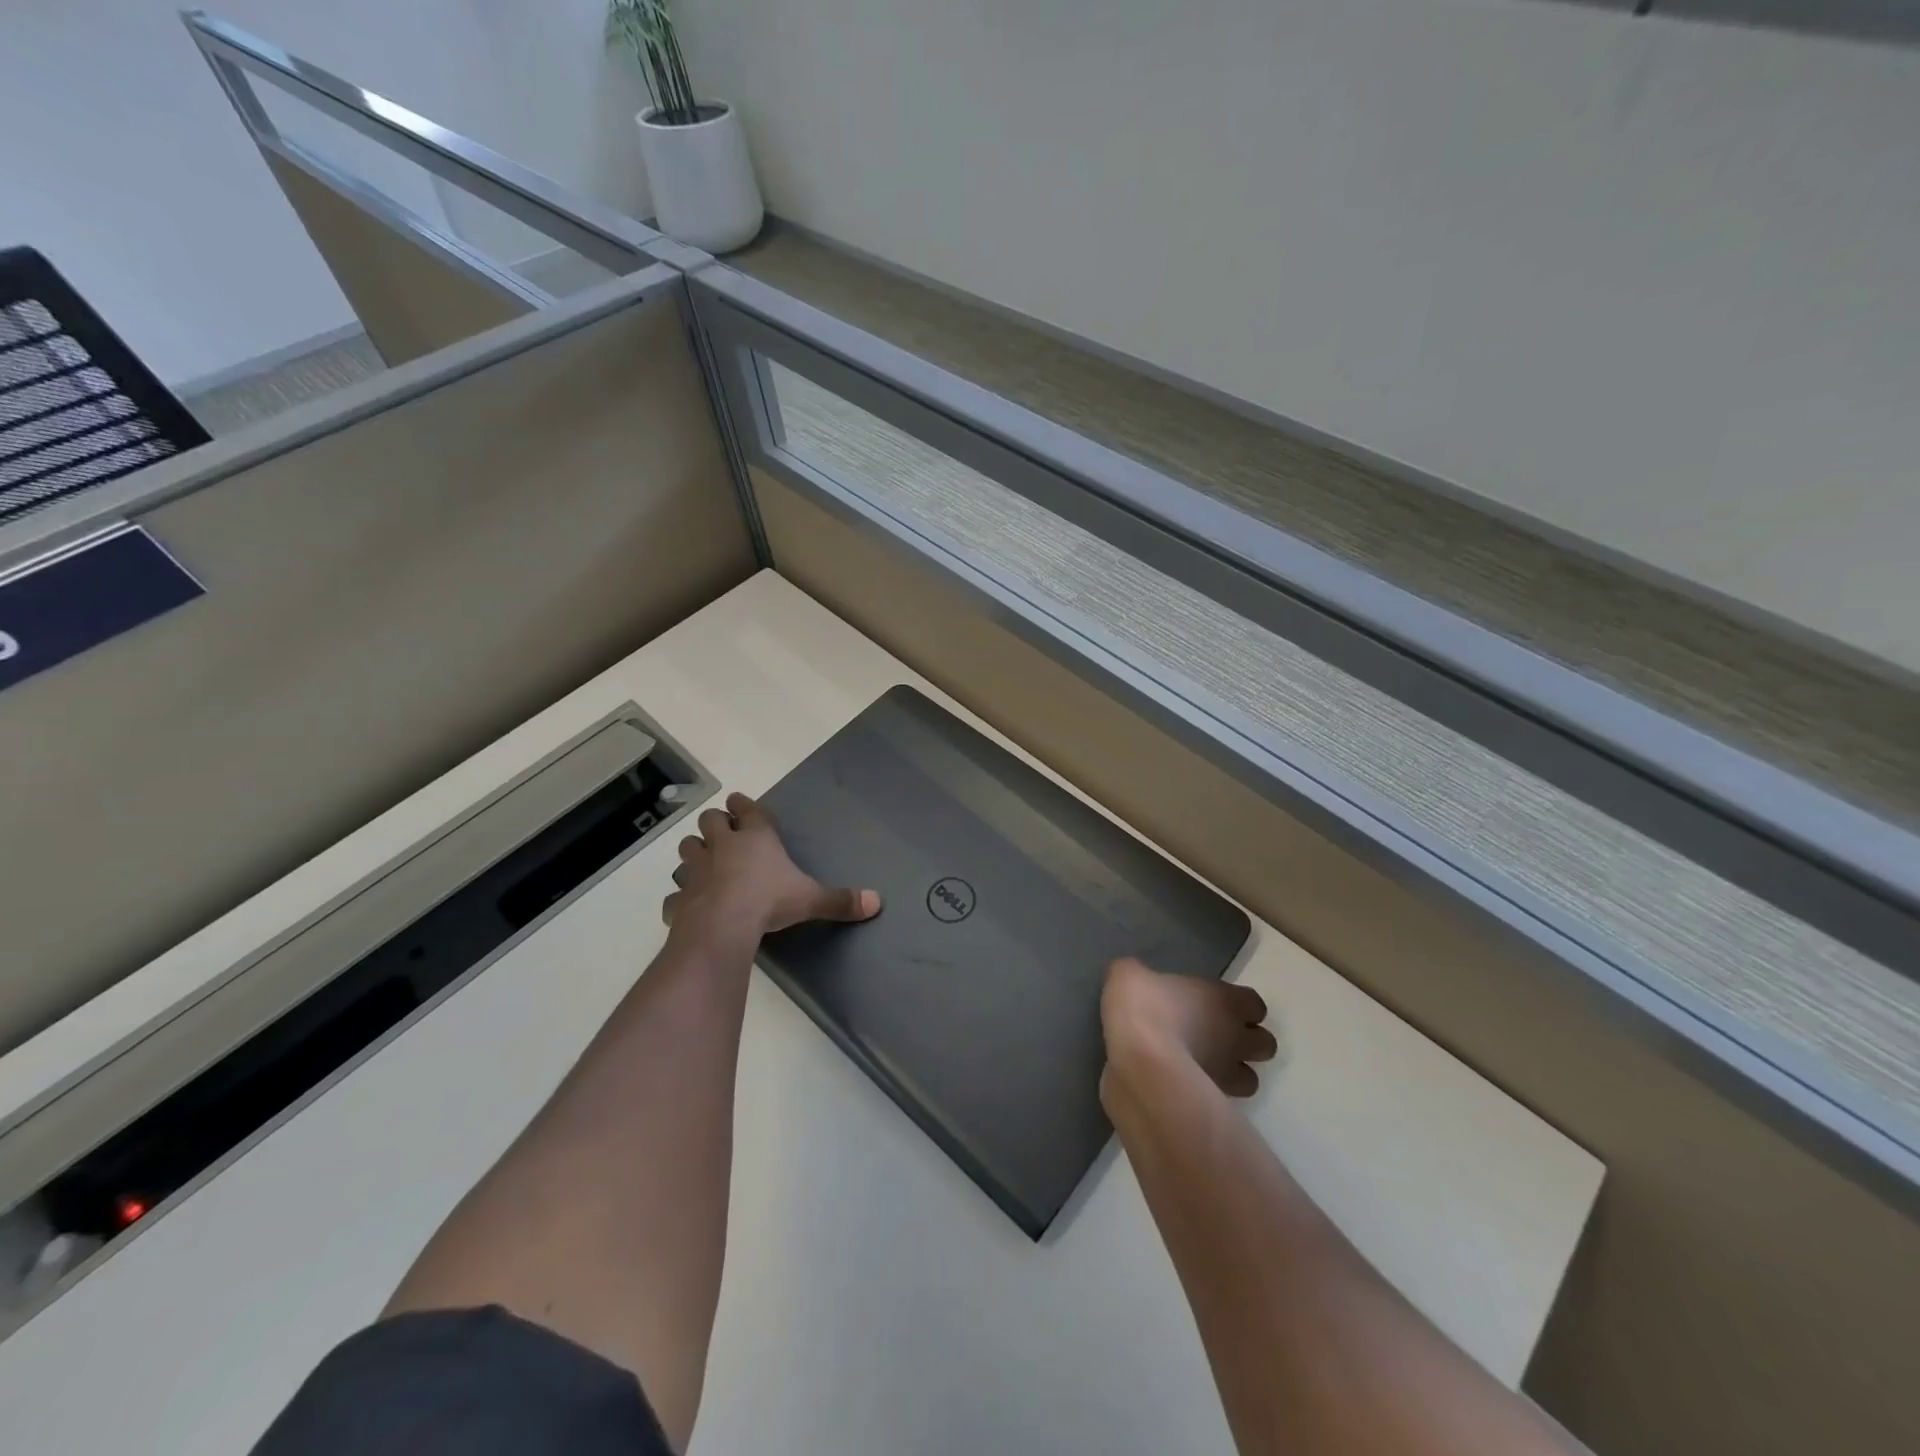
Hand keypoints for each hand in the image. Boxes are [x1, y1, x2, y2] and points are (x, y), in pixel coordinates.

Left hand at [663, 791, 880, 937]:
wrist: (723, 925)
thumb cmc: (769, 901)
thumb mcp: (811, 899)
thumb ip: (840, 900)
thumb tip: (877, 901)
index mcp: (755, 838)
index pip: (747, 810)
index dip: (742, 805)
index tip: (737, 802)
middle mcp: (722, 846)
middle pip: (710, 822)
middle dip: (714, 824)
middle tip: (720, 832)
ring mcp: (696, 870)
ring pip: (687, 850)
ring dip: (694, 853)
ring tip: (701, 862)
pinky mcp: (679, 897)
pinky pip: (675, 894)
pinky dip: (679, 897)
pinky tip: (686, 904)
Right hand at [1101, 956, 1275, 1098]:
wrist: (1139, 1062)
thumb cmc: (1144, 1007)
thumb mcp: (1128, 974)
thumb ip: (1138, 974)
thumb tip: (1133, 978)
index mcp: (1225, 1001)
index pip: (1255, 1004)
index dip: (1240, 1005)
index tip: (1216, 1004)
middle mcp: (1236, 1037)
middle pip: (1265, 1044)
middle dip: (1247, 1042)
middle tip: (1216, 1037)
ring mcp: (1226, 1074)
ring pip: (1250, 1079)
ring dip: (1233, 1073)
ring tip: (1205, 1066)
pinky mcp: (1210, 1103)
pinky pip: (1219, 1099)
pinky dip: (1208, 1094)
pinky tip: (1182, 1085)